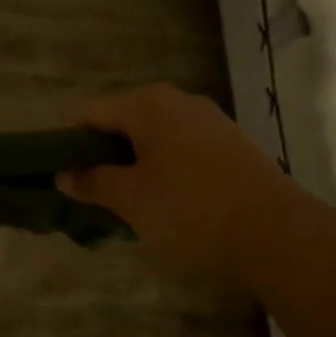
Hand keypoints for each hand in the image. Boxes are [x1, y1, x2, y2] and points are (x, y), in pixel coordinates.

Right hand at [60, 84, 291, 283]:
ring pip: (152, 139)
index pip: (90, 114)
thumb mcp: (131, 199)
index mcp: (148, 104)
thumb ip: (93, 182)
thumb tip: (64, 174)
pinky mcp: (230, 146)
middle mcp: (179, 102)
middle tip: (89, 194)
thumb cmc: (190, 209)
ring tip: (123, 204)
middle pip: (122, 123)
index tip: (59, 176)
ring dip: (131, 166)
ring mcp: (209, 122)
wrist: (276, 234)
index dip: (68, 143)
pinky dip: (162, 171)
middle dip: (101, 156)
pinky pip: (179, 151)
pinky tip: (162, 203)